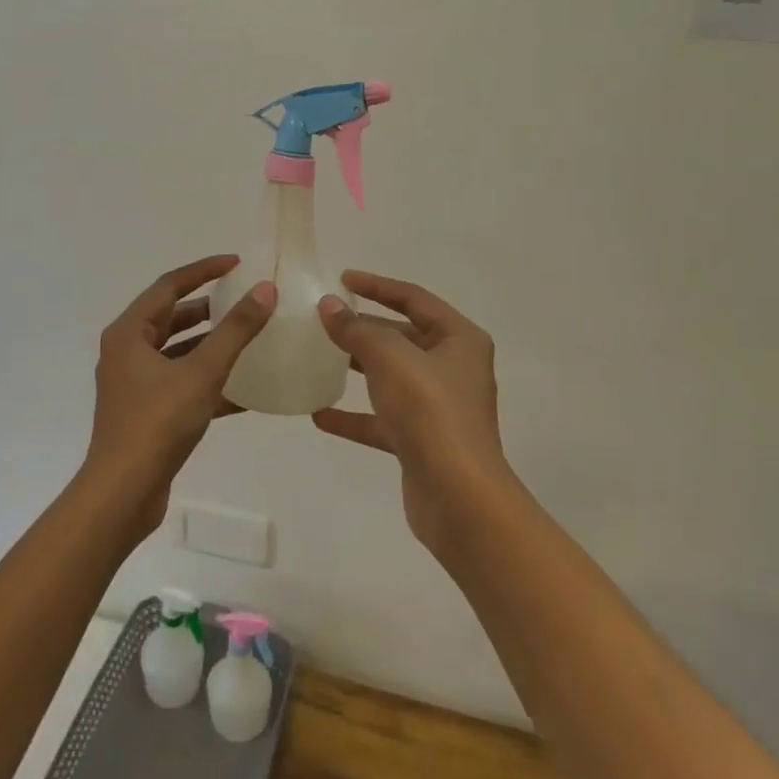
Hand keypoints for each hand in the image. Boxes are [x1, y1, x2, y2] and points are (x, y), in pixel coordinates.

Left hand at [88, 254, 274, 535]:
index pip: (169, 285)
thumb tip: (265, 291)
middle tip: (244, 302)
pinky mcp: (145, 412)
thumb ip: (235, 330)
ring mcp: (134, 384)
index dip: (204, 270)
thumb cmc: (157, 422)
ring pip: (177, 353)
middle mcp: (126, 352)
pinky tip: (245, 393)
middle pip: (171, 317)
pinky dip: (207, 382)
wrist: (122, 493)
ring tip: (248, 340)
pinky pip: (180, 384)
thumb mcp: (202, 372)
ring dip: (210, 346)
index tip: (237, 264)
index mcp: (129, 332)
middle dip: (208, 308)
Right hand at [313, 271, 512, 556]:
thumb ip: (357, 329)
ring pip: (391, 377)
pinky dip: (354, 416)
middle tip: (323, 320)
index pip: (414, 298)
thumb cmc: (430, 412)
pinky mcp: (422, 442)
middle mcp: (453, 369)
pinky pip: (382, 419)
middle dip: (364, 327)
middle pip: (402, 336)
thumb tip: (329, 307)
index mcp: (459, 340)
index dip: (377, 285)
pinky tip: (320, 415)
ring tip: (318, 357)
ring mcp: (438, 407)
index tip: (342, 279)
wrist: (459, 499)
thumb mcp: (390, 358)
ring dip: (358, 368)